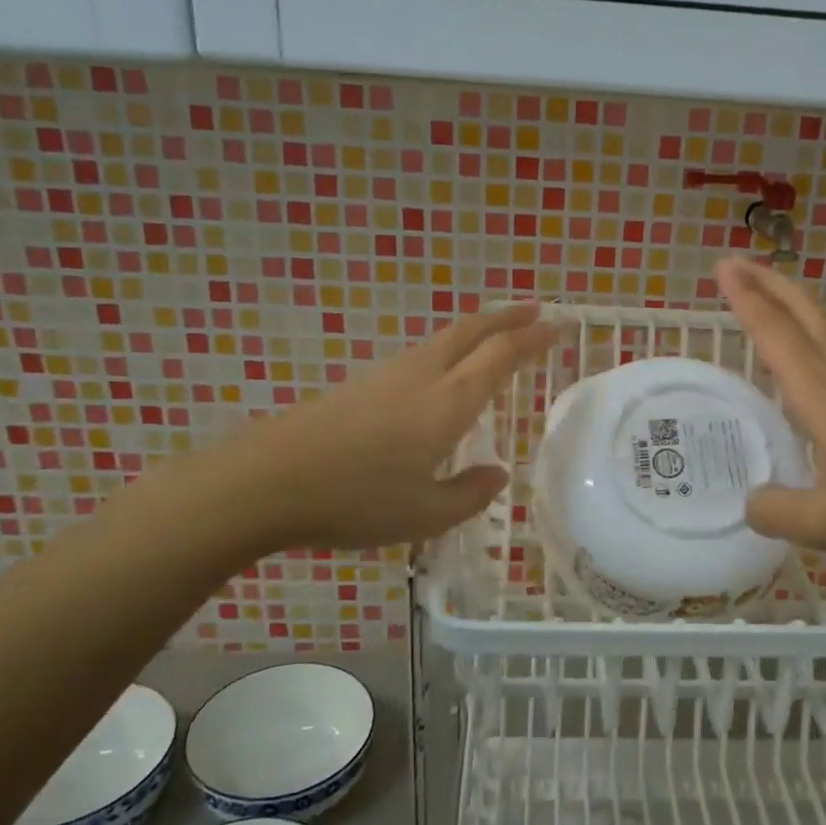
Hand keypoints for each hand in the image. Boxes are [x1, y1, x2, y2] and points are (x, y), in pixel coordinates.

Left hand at [204, 303, 555, 553]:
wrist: (267, 481)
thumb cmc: (355, 500)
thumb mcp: (424, 514)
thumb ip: (469, 494)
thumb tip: (497, 475)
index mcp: (448, 403)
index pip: (501, 356)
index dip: (533, 338)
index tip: (558, 325)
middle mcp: (422, 376)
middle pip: (471, 331)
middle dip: (507, 317)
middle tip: (535, 310)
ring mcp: (386, 376)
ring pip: (442, 339)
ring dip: (476, 330)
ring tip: (494, 337)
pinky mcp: (359, 385)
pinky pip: (419, 356)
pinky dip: (447, 350)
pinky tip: (441, 374)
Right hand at [717, 257, 825, 561]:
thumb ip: (778, 513)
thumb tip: (751, 503)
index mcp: (824, 395)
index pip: (776, 335)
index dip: (746, 300)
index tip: (723, 266)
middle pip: (806, 315)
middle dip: (771, 285)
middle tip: (739, 264)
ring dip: (796, 308)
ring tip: (773, 303)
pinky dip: (819, 342)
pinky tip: (819, 369)